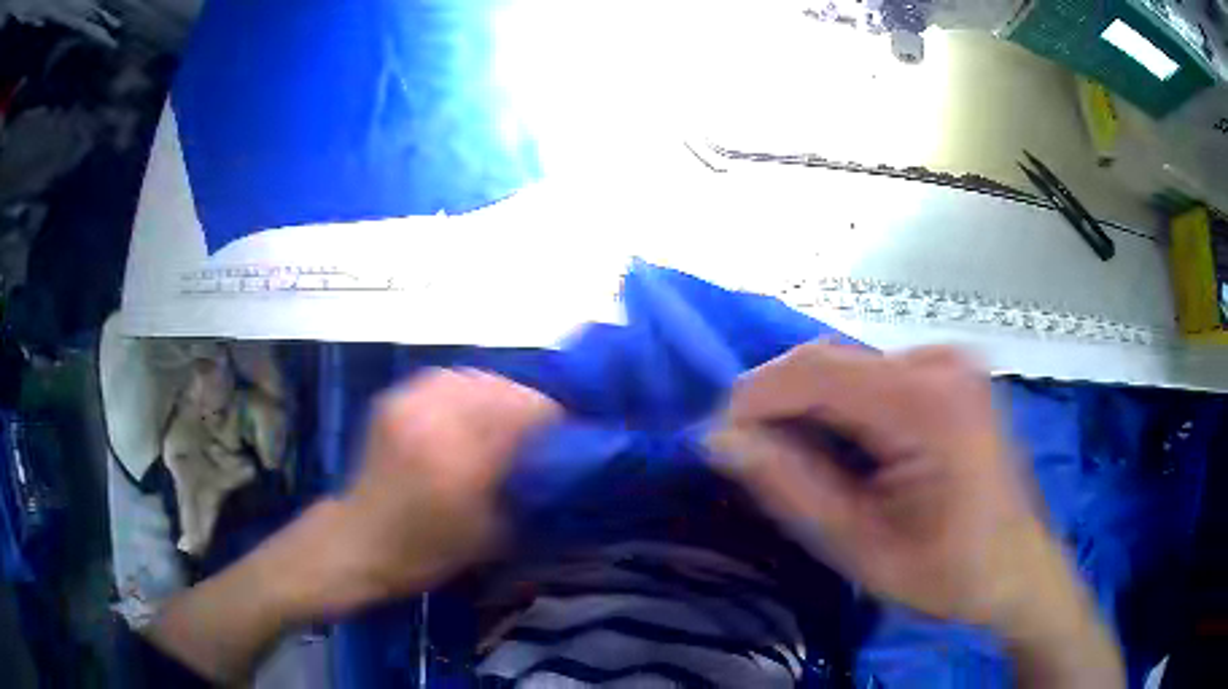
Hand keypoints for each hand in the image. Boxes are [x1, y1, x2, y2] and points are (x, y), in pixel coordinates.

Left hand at [314, 368, 560, 613]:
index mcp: (462, 459)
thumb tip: (558, 463)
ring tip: (505, 414)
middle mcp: (435, 420)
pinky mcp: (392, 399)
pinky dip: (465, 389)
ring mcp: (409, 404)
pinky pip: (442, 379)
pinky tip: (469, 408)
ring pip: (472, 377)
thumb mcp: (489, 535)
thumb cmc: (425, 551)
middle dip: (526, 403)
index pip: (524, 414)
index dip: (552, 418)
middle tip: (538, 427)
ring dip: (497, 392)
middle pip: (499, 388)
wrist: (358, 540)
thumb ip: (525, 493)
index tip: (567, 432)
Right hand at [709, 343, 1064, 627]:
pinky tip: (843, 449)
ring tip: (798, 461)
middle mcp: (939, 363)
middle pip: (830, 361)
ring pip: (848, 366)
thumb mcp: (863, 547)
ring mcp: (950, 362)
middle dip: (780, 404)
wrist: (1019, 568)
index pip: (814, 371)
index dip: (754, 398)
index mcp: (926, 404)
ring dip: (810, 407)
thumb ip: (793, 488)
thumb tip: (724, 441)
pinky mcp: (951, 373)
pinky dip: (843, 406)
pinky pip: (875, 375)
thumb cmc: (950, 573)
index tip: (718, 440)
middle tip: (752, 457)